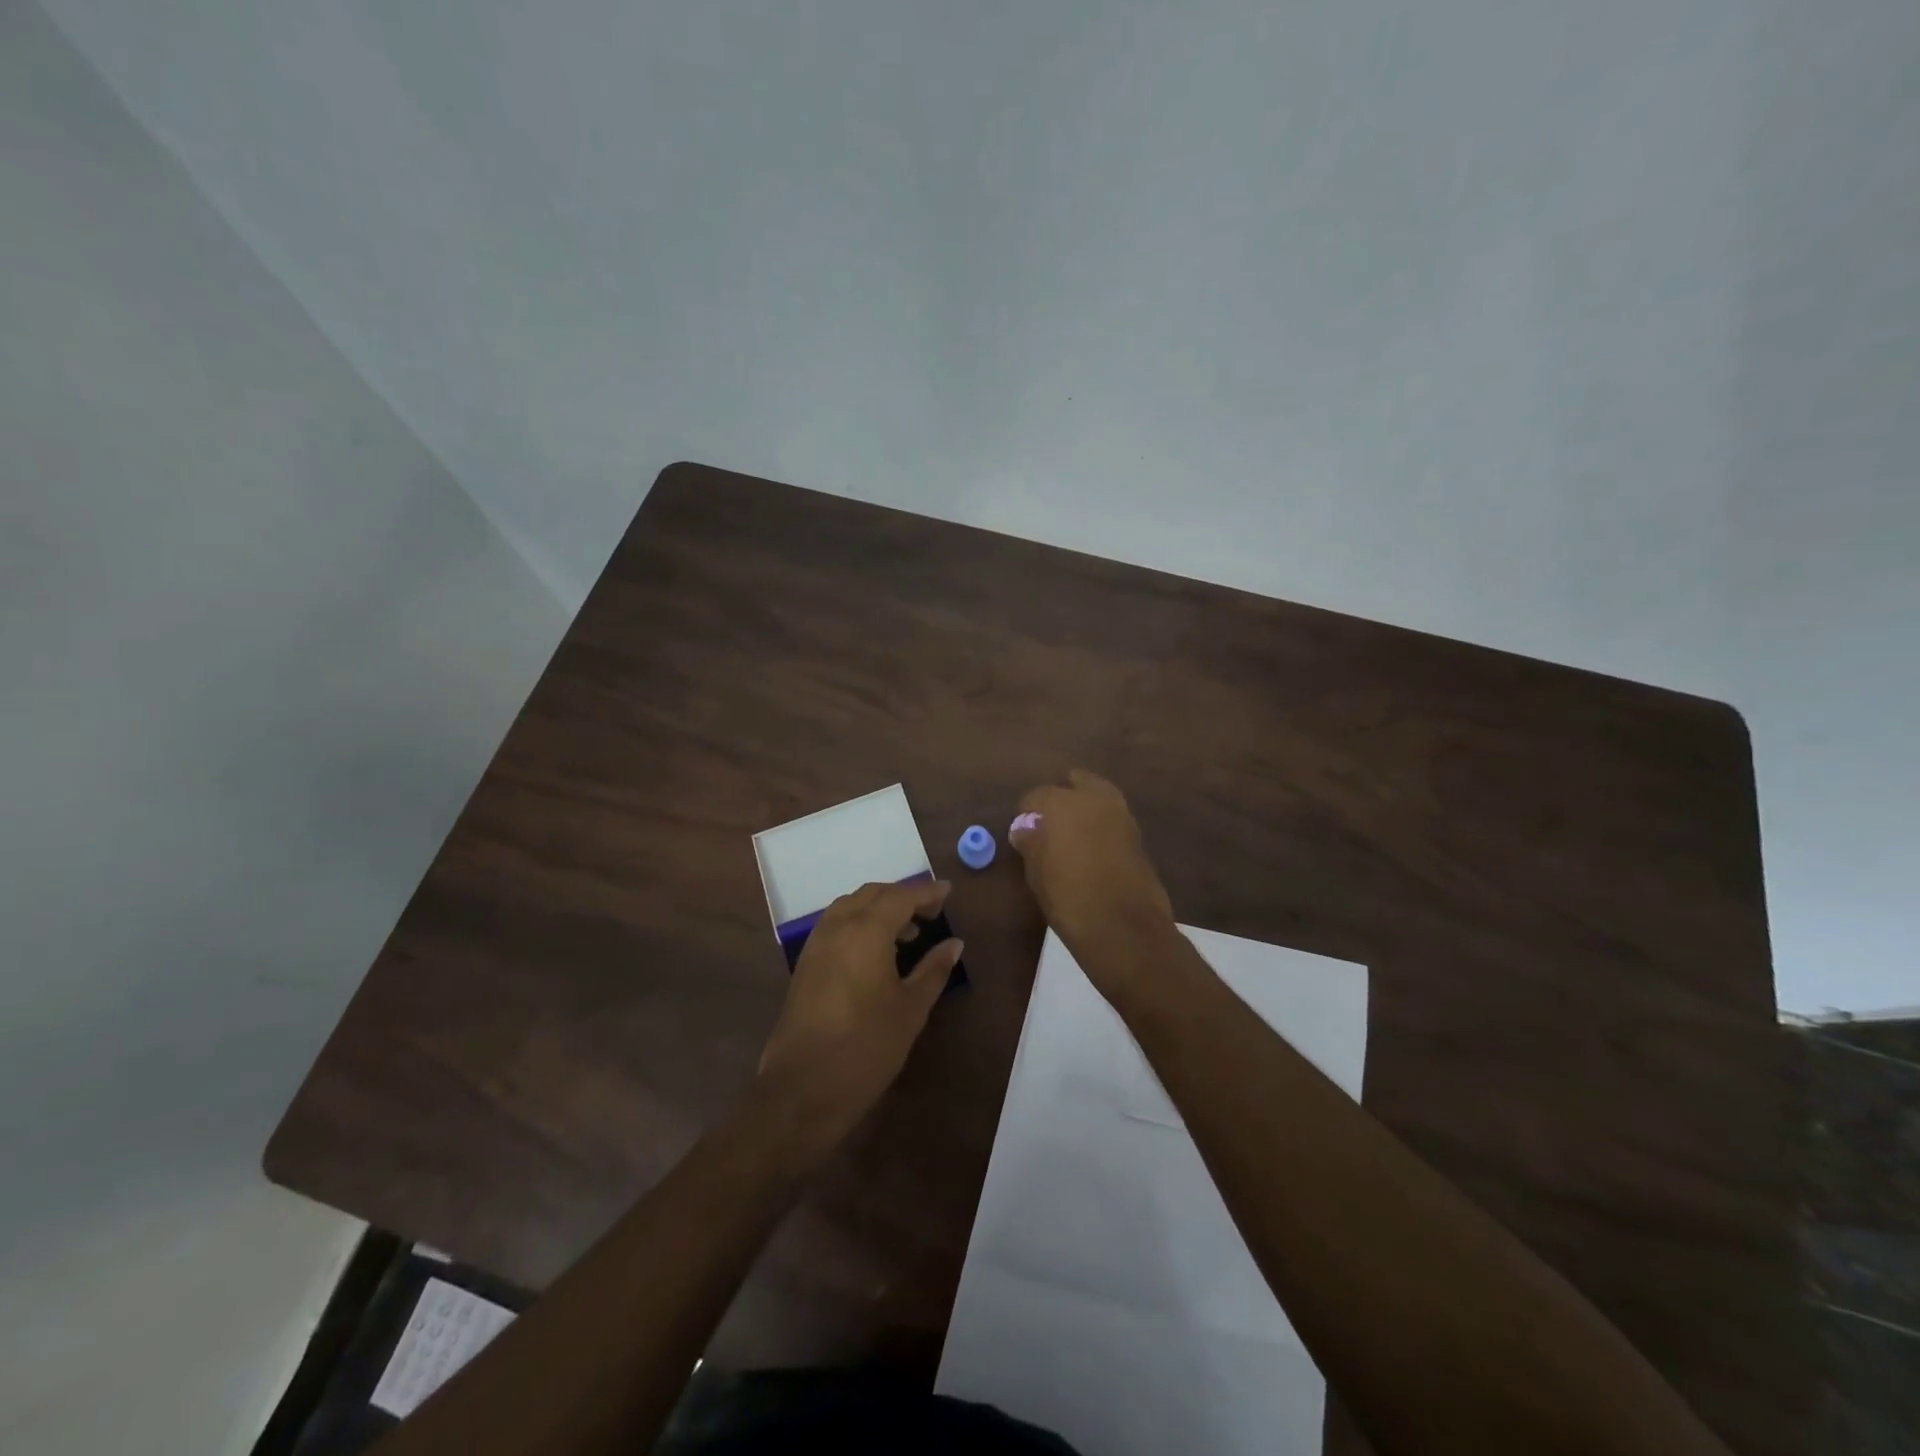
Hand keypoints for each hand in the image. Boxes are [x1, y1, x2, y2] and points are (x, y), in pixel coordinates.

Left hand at [755, 880, 961, 1151]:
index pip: (900, 896)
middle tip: (931, 912)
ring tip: (907, 933)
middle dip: (902, 896)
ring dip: (879, 909)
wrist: (801, 1090)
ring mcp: (816, 945)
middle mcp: (837, 927)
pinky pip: (836, 926)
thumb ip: (933, 969)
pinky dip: (860, 924)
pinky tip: (877, 952)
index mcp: (865, 932)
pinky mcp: (805, 964)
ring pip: (850, 907)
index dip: (926, 892)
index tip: (948, 892)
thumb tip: (954, 943)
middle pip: (872, 894)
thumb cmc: (865, 1048)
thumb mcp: (910, 1009)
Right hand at [1010, 770, 1176, 994]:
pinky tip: (1092, 849)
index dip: (1027, 813)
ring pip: (1098, 796)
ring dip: (1085, 808)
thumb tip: (1026, 829)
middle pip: (1075, 782)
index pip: (1036, 796)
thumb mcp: (1037, 873)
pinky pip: (1113, 818)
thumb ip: (1031, 843)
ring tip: (1071, 837)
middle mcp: (1094, 799)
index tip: (1024, 833)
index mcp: (1062, 803)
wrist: (1124, 928)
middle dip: (1062, 797)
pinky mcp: (1138, 834)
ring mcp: (1121, 814)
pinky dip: (1101, 825)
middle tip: (1050, 825)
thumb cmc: (1069, 899)